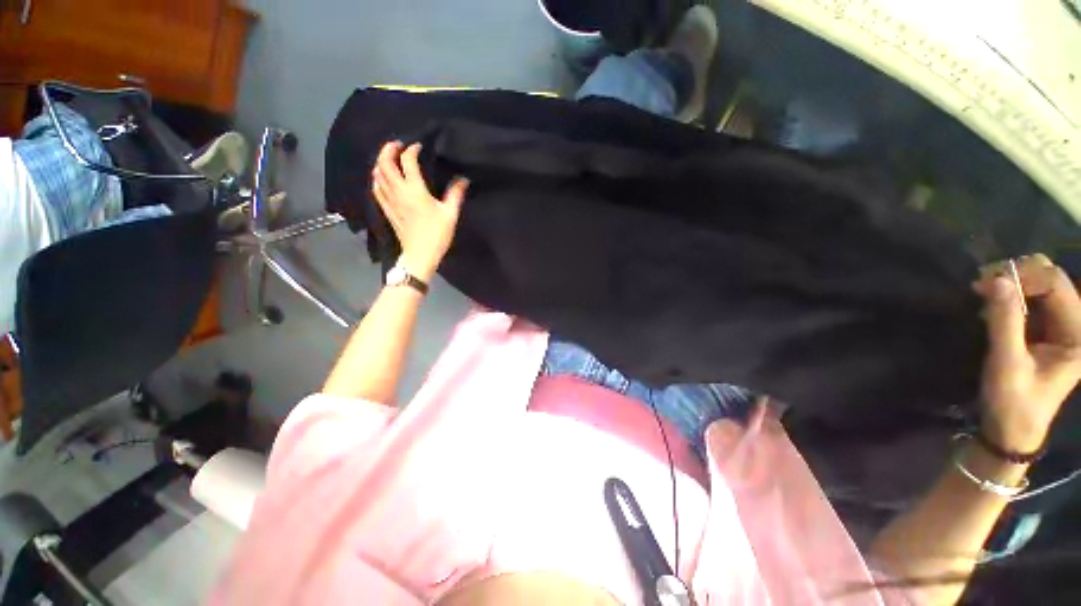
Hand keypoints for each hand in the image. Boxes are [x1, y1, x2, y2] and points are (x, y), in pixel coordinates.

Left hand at [371, 141, 468, 281]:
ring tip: (389, 158)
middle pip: (385, 163)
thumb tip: (463, 179)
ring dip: (381, 162)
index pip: (408, 161)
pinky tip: (382, 177)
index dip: (411, 150)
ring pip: (377, 174)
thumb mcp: (450, 214)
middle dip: (388, 149)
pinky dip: (377, 178)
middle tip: (397, 144)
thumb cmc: (437, 234)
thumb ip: (456, 194)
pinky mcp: (386, 209)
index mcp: (415, 190)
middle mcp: (398, 191)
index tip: (418, 147)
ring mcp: (389, 200)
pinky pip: (376, 188)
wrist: (420, 254)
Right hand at [974, 254, 1080, 452]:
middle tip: (983, 283)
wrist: (1012, 428)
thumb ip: (1005, 322)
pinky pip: (1032, 299)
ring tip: (983, 291)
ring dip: (1012, 283)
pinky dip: (1011, 295)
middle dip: (1018, 275)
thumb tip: (996, 280)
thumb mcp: (1007, 363)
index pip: (1056, 284)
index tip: (987, 283)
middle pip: (1051, 279)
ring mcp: (1062, 326)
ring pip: (1041, 285)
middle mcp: (1076, 324)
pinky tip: (992, 303)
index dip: (1023, 276)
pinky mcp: (1047, 329)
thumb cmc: (1013, 401)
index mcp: (1077, 334)